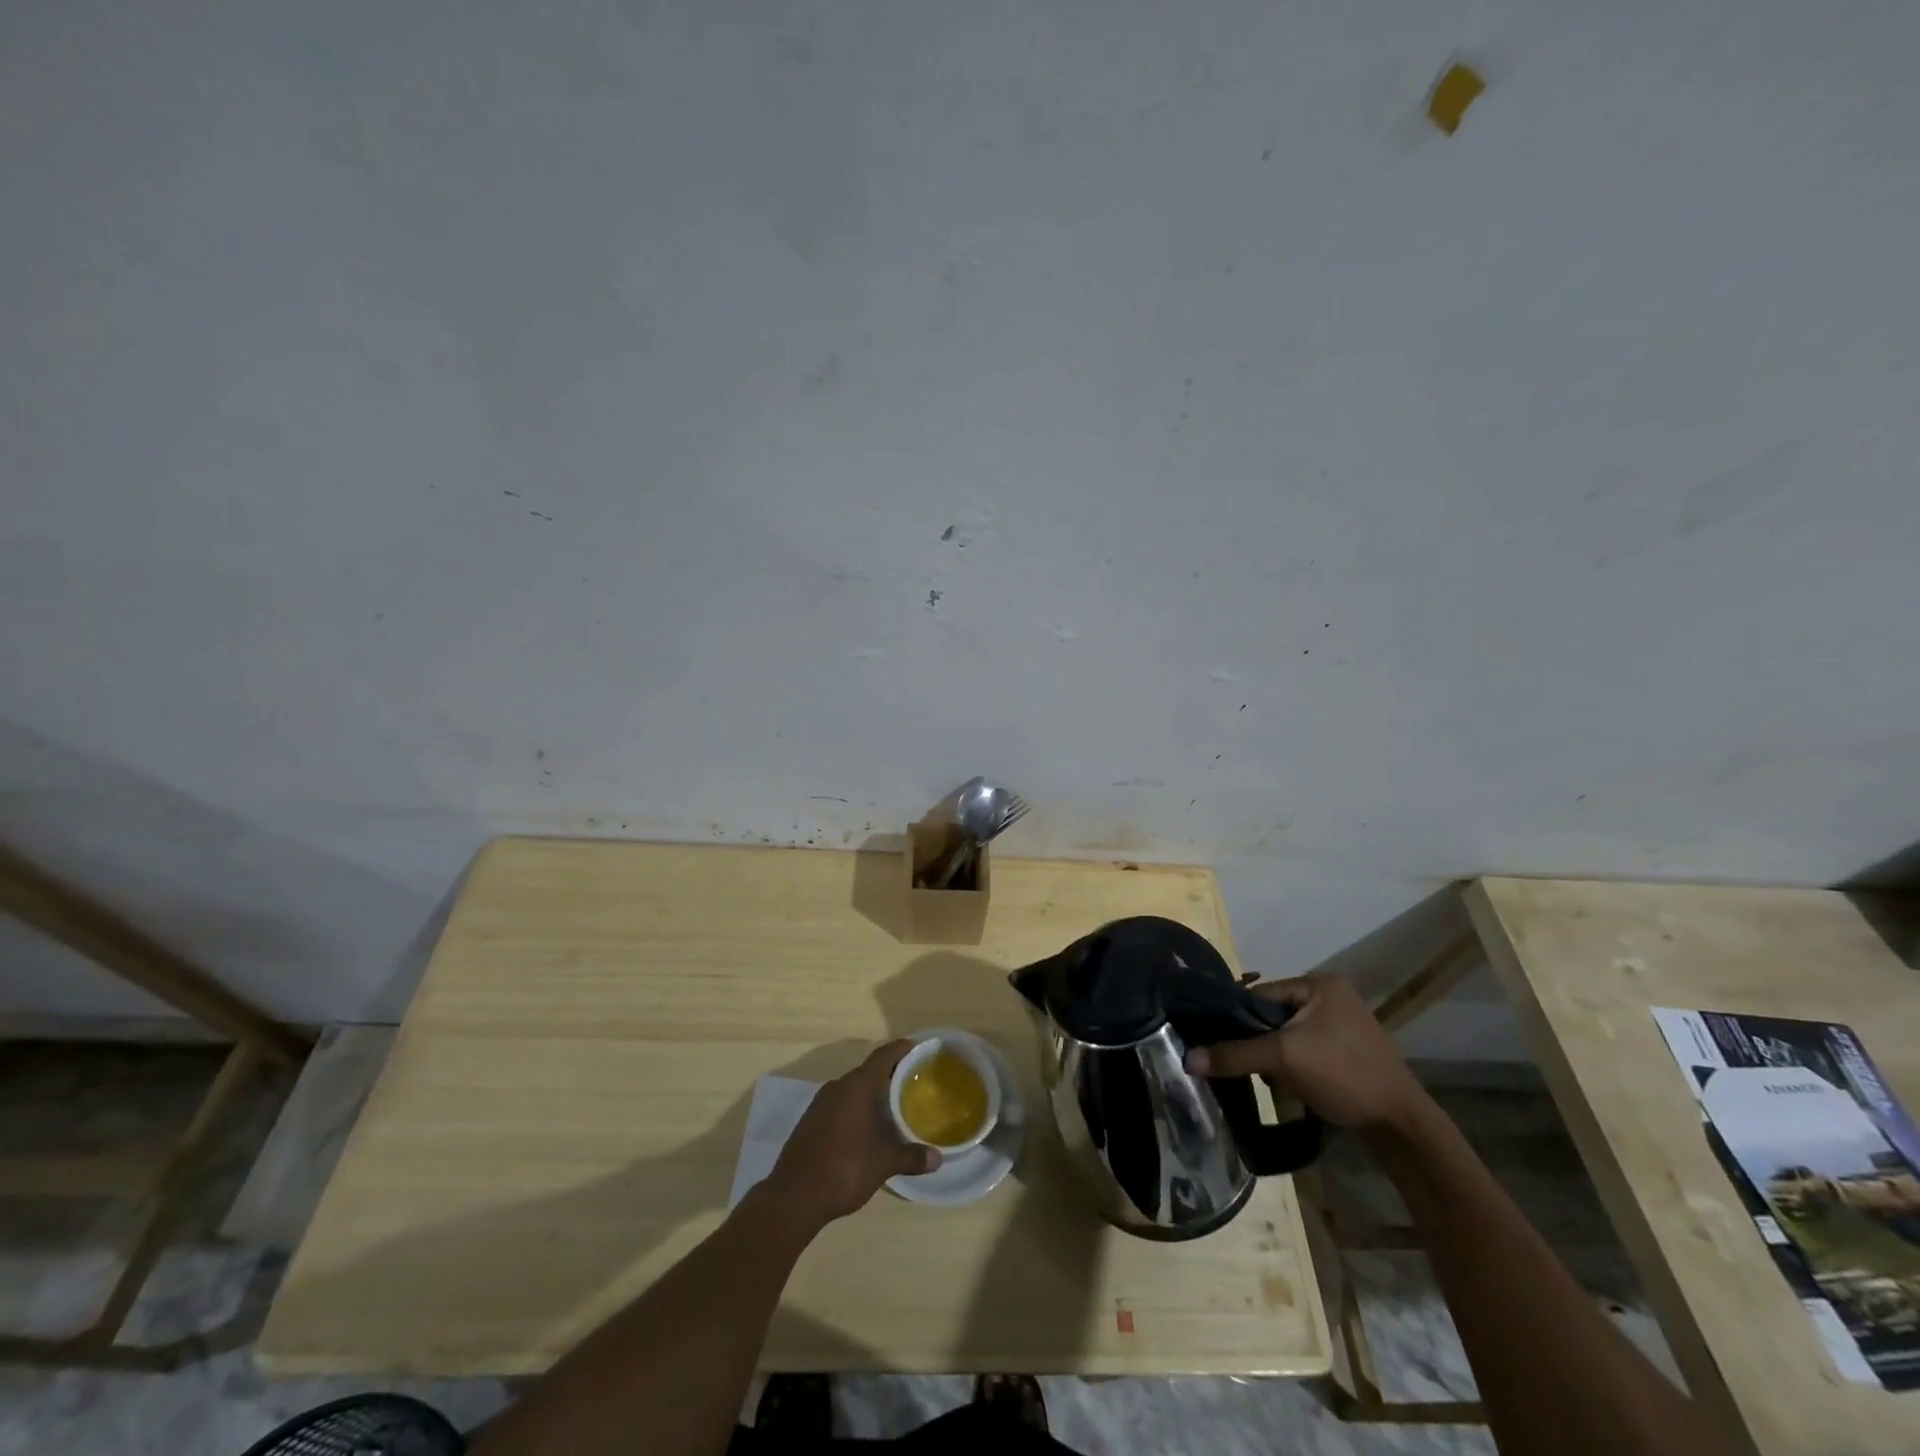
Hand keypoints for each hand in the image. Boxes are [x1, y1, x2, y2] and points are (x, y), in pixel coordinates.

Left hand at [765, 1040, 940, 1227]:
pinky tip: (866, 1128)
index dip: (901, 1049)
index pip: (883, 1056)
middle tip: (912, 1083)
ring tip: (893, 1106)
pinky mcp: (810, 1122)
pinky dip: (856, 1109)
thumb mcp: (883, 1163)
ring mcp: (820, 1104)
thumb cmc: (844, 1168)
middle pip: (868, 1072)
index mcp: (856, 1086)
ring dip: (871, 1095)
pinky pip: (839, 1105)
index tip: (917, 1048)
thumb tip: (938, 1158)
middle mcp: (837, 1087)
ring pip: (852, 1090)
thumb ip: (911, 1157)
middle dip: (889, 1076)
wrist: (793, 1197)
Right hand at [1183, 974, 1431, 1134]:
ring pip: (1288, 1035)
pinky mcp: (1348, 1052)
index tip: (1218, 1040)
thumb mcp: (1283, 1059)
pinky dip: (1293, 1066)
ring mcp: (1343, 1025)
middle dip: (1258, 1041)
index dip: (1238, 1017)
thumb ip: (1234, 1054)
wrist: (1401, 1126)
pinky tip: (1289, 1087)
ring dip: (1275, 1057)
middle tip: (1245, 1064)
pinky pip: (1305, 1050)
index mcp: (1320, 983)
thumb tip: (1188, 1059)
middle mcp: (1332, 996)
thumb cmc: (1343, 1075)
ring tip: (1270, 1079)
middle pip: (1273, 1014)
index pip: (1261, 993)